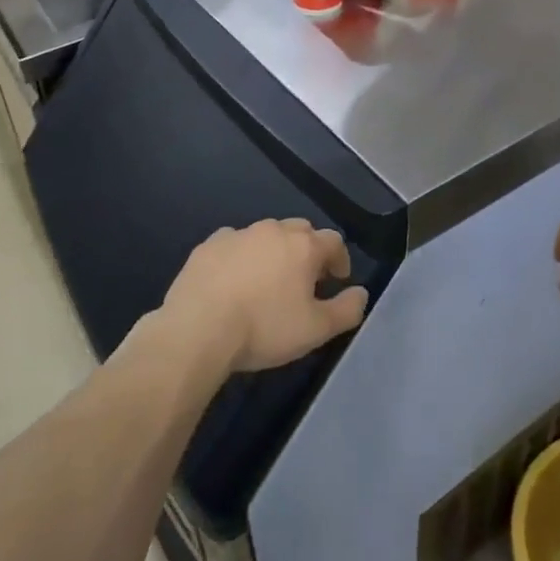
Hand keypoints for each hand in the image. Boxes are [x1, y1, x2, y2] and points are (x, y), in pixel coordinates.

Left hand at [162, 219, 368, 373]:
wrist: (198, 328)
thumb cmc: (264, 328)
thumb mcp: (316, 330)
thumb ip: (346, 310)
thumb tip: (361, 293)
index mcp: (303, 246)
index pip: (333, 241)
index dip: (340, 259)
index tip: (338, 280)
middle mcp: (273, 230)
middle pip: (300, 231)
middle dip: (308, 250)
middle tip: (305, 279)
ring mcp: (238, 234)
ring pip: (265, 235)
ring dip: (274, 251)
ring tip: (269, 280)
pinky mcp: (208, 245)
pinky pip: (234, 244)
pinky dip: (241, 256)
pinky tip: (234, 279)